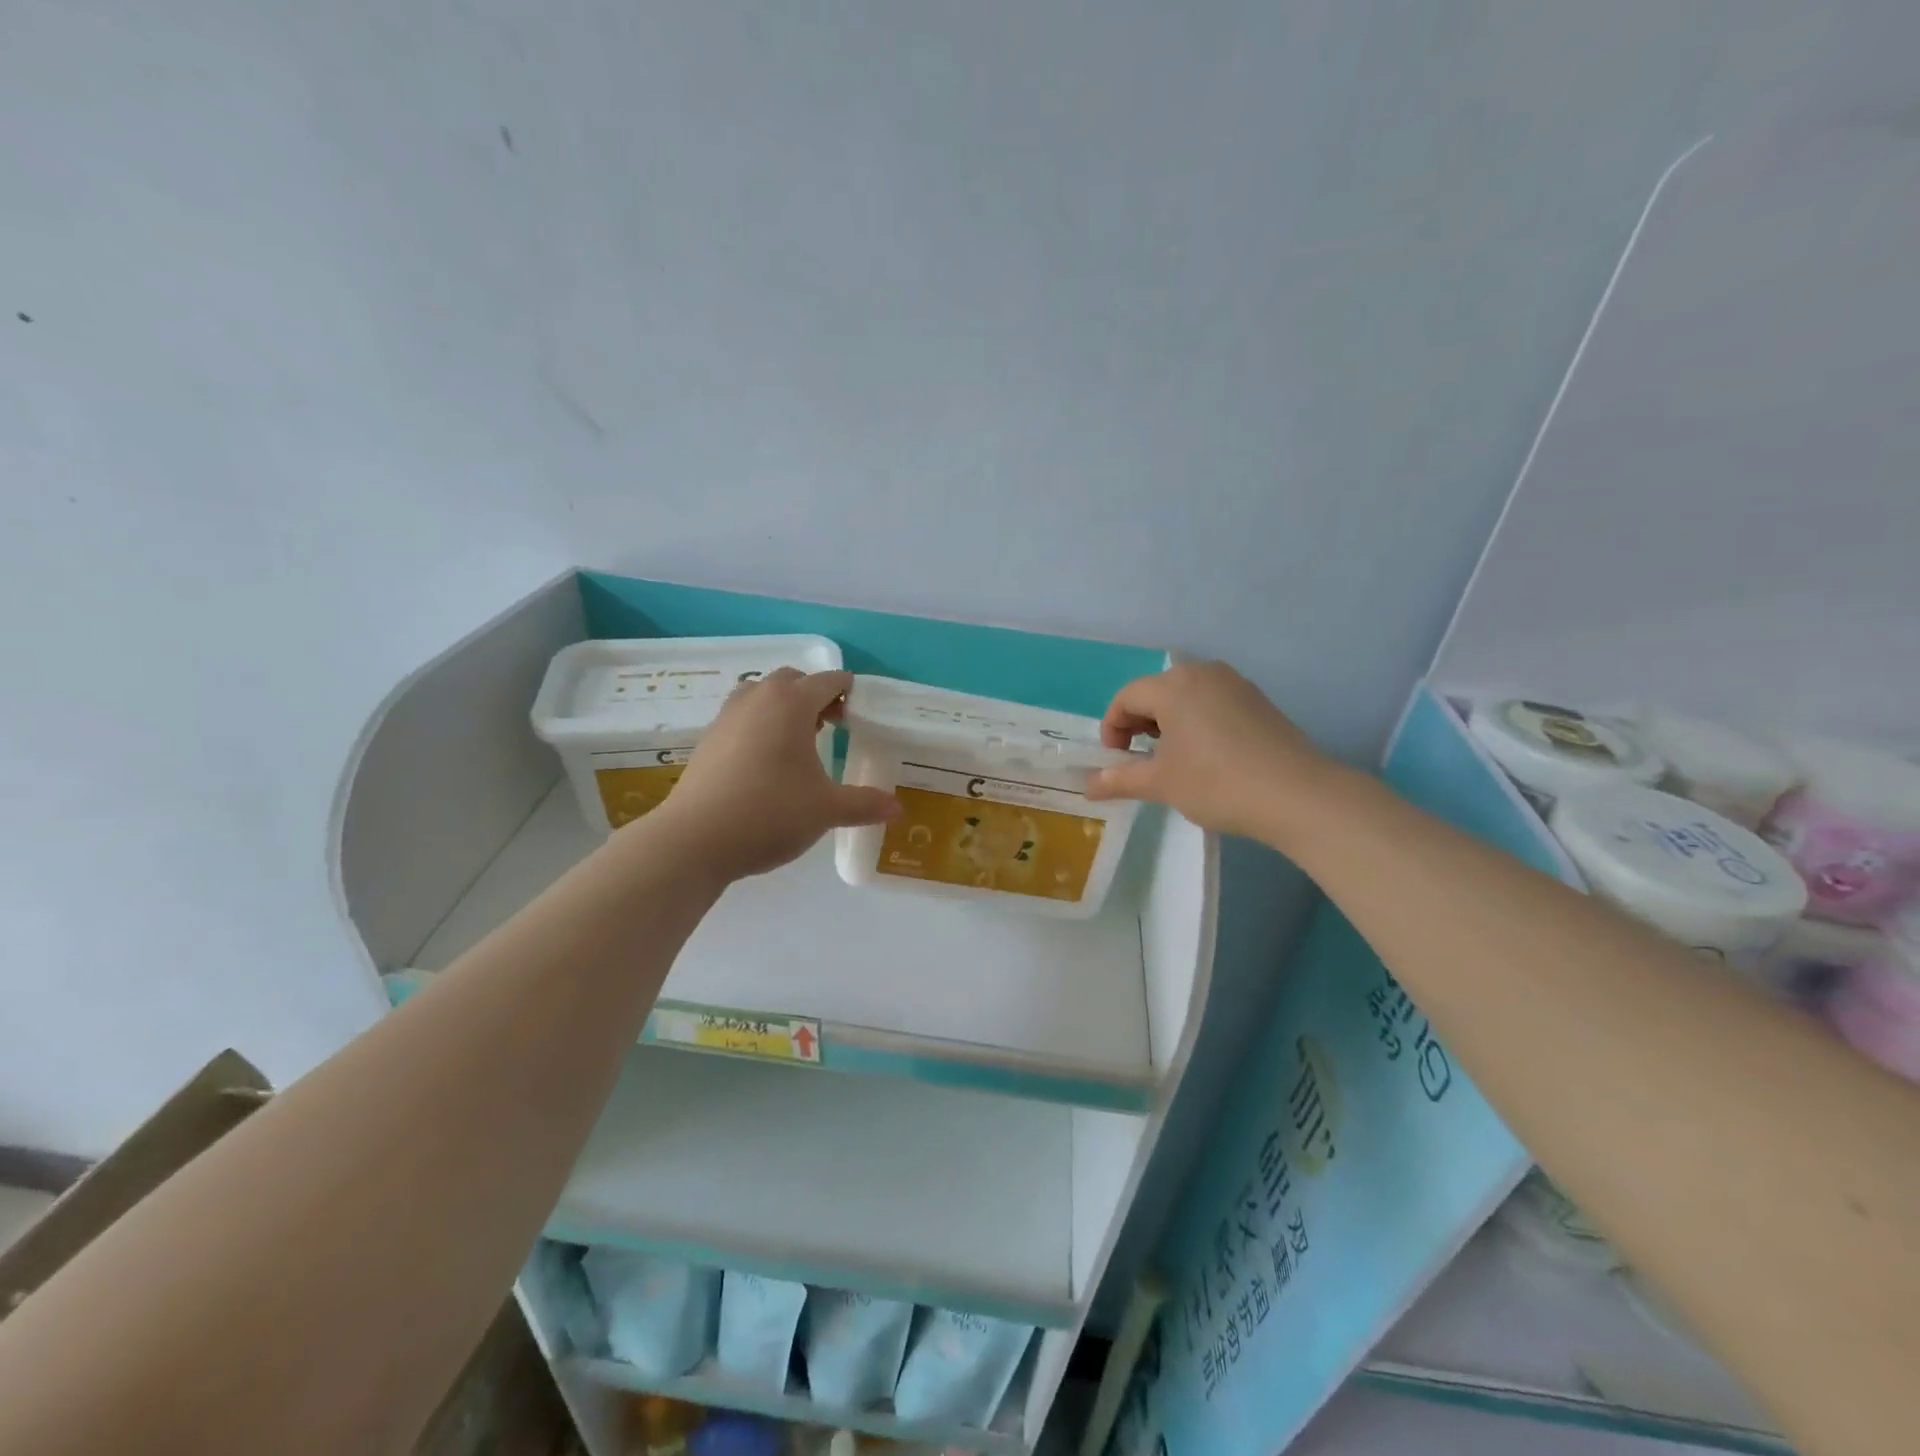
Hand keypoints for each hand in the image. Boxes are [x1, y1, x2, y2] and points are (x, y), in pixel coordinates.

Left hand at [646, 669, 900, 882]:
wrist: (695, 839)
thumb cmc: (770, 812)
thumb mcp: (826, 809)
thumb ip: (864, 804)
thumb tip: (897, 807)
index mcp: (791, 703)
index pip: (829, 681)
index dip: (850, 692)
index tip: (862, 713)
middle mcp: (758, 698)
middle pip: (793, 680)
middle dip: (816, 696)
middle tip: (833, 726)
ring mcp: (727, 716)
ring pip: (762, 694)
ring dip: (784, 707)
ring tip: (798, 740)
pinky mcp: (708, 739)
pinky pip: (742, 717)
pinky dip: (759, 726)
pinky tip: (767, 762)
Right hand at [1085, 661, 1335, 841]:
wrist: (1298, 795)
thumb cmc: (1217, 783)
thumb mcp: (1161, 783)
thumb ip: (1119, 780)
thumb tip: (1087, 787)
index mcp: (1173, 686)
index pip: (1126, 698)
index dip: (1112, 729)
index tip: (1116, 761)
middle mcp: (1203, 672)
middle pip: (1155, 692)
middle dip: (1139, 724)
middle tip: (1140, 760)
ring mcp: (1235, 683)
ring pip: (1185, 696)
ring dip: (1167, 723)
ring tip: (1172, 759)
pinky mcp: (1258, 700)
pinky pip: (1212, 702)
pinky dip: (1196, 722)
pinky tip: (1206, 755)